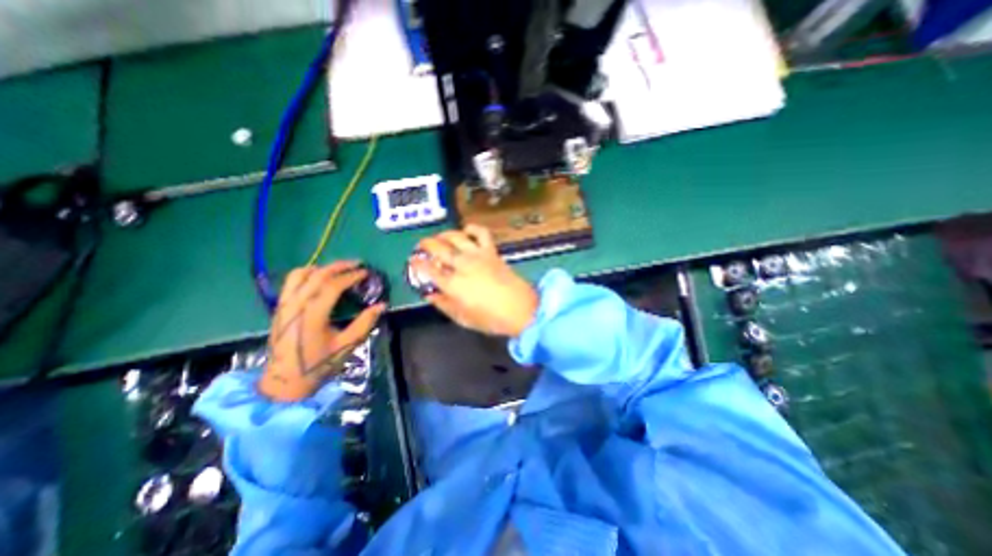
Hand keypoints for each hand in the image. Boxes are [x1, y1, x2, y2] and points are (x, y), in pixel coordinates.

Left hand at [258, 263, 383, 401]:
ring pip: (299, 274)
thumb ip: (365, 323)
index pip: (332, 285)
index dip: (351, 276)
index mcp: (312, 315)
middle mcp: (295, 305)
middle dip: (338, 266)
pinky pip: (290, 282)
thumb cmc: (318, 365)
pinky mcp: (279, 308)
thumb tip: (382, 305)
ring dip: (321, 268)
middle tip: (356, 264)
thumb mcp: (346, 345)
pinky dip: (306, 274)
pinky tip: (318, 278)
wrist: (284, 382)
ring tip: (337, 269)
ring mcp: (284, 305)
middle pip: (317, 275)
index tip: (366, 273)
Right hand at [410, 223, 538, 336]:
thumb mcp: (463, 318)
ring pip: (456, 237)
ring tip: (439, 237)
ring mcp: (477, 255)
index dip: (418, 263)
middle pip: (438, 248)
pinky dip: (472, 228)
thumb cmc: (491, 319)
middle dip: (426, 244)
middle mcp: (462, 265)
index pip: (429, 269)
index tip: (413, 261)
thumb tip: (430, 295)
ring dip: (444, 235)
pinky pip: (481, 233)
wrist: (521, 309)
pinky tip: (466, 230)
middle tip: (421, 245)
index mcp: (453, 284)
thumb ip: (444, 305)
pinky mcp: (492, 251)